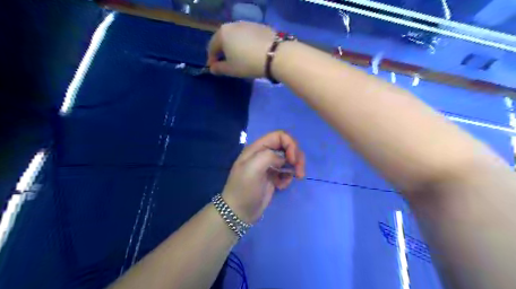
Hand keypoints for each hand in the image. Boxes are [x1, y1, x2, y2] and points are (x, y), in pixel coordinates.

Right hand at [207, 22, 277, 77]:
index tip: (214, 68)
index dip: (211, 59)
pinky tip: (251, 52)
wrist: (275, 55)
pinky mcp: (260, 26)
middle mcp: (233, 24)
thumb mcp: (231, 69)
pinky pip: (248, 36)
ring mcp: (247, 24)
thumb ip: (219, 69)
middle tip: (226, 63)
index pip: (212, 47)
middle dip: (223, 51)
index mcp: (222, 33)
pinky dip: (246, 44)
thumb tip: (212, 68)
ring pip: (236, 36)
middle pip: (224, 39)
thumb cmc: (248, 63)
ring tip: (239, 57)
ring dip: (234, 46)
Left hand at [223, 130, 302, 222]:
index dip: (290, 144)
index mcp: (257, 148)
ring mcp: (269, 166)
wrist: (239, 212)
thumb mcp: (252, 168)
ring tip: (296, 178)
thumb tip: (282, 160)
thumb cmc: (244, 189)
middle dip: (296, 157)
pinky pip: (287, 172)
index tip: (292, 160)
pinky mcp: (273, 178)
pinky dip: (288, 178)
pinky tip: (282, 186)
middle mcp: (264, 154)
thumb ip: (268, 156)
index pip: (279, 135)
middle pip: (287, 146)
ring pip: (289, 159)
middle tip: (299, 171)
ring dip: (295, 167)